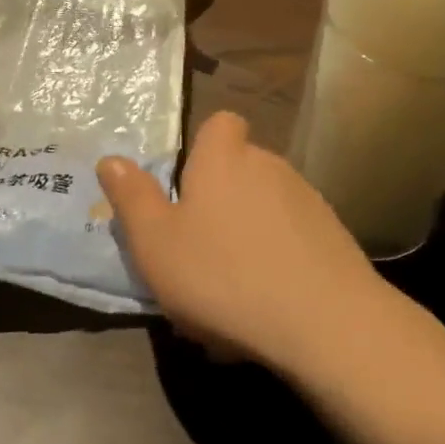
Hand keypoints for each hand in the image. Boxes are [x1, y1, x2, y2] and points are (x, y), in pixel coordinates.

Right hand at [97, 111, 397, 370]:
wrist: (323, 321)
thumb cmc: (223, 275)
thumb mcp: (156, 243)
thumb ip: (132, 198)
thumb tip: (110, 159)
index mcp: (224, 159)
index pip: (221, 123)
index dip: (204, 147)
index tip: (187, 187)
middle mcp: (270, 166)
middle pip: (240, 169)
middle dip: (220, 202)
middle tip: (197, 252)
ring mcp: (308, 200)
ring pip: (266, 209)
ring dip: (247, 236)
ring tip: (230, 291)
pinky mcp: (334, 236)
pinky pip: (293, 240)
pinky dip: (278, 261)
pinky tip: (267, 306)